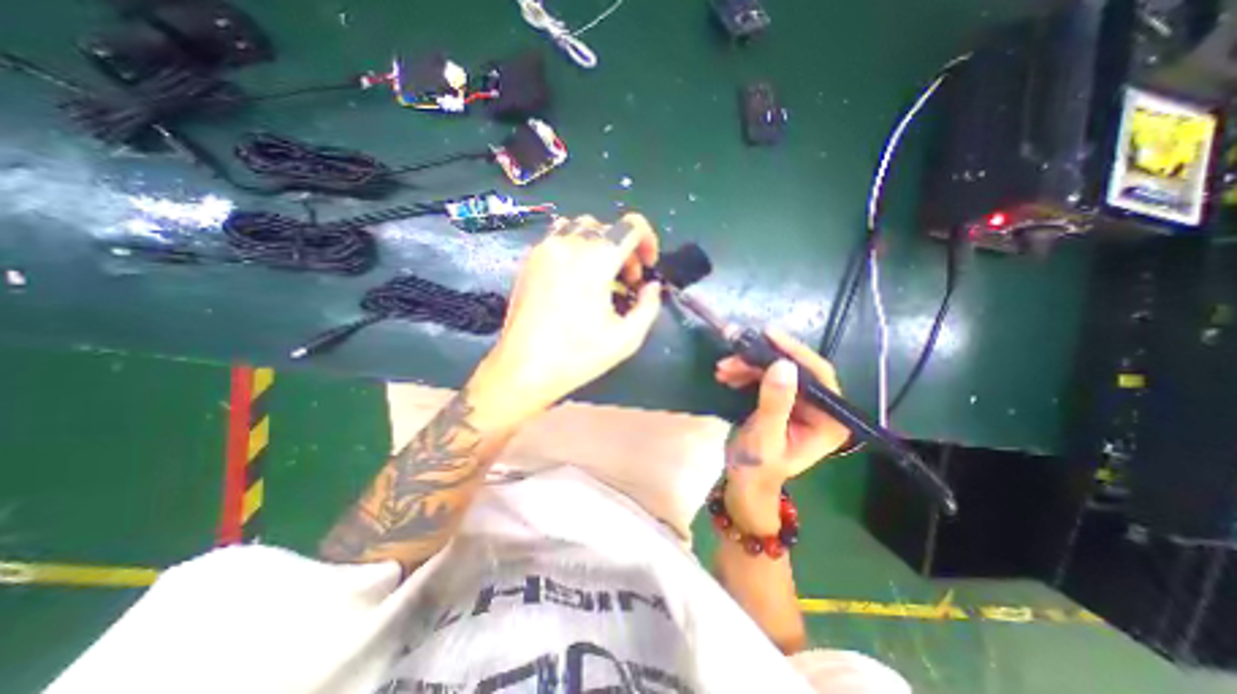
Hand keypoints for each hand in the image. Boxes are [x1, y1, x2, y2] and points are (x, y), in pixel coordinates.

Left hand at [475, 212, 660, 417]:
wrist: (523, 369)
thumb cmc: (577, 356)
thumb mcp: (627, 338)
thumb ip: (649, 305)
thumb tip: (652, 286)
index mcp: (594, 260)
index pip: (631, 226)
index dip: (648, 241)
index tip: (648, 266)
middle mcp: (568, 244)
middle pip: (608, 228)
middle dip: (626, 250)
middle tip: (628, 282)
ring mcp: (545, 250)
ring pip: (583, 228)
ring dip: (601, 245)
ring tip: (603, 276)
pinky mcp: (530, 260)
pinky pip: (560, 238)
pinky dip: (578, 247)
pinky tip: (579, 278)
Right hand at [716, 328, 851, 534]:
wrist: (744, 482)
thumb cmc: (758, 468)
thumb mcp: (766, 436)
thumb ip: (775, 403)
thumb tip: (783, 365)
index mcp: (829, 421)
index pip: (819, 375)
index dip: (794, 352)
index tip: (768, 335)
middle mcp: (820, 408)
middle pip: (795, 370)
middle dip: (761, 361)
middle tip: (733, 356)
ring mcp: (801, 404)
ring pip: (777, 371)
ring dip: (749, 367)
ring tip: (723, 368)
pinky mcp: (783, 402)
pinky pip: (766, 378)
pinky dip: (746, 373)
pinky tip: (728, 375)